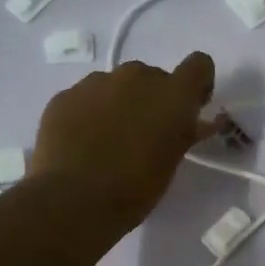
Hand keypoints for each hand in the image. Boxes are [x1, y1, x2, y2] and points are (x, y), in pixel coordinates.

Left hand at [30, 54, 219, 227]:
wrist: (73, 200)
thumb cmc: (135, 187)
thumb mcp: (172, 161)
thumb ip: (186, 132)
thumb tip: (196, 123)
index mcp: (172, 94)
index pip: (199, 65)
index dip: (196, 85)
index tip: (189, 110)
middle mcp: (137, 76)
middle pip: (154, 76)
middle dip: (153, 100)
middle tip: (144, 134)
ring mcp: (97, 82)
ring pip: (117, 85)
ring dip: (120, 104)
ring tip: (108, 141)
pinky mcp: (65, 95)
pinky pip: (86, 97)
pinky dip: (90, 113)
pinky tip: (83, 143)